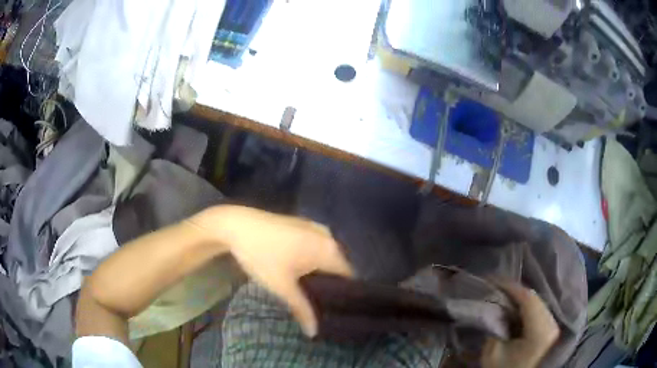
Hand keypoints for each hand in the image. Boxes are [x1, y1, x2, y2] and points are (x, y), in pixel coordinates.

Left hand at [190, 205, 352, 336]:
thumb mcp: (282, 287)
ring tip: (312, 292)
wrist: (236, 224)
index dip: (345, 294)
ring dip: (321, 272)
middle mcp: (328, 236)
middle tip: (323, 304)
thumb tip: (314, 333)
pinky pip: (316, 246)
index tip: (338, 310)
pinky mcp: (303, 224)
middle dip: (332, 285)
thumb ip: (302, 309)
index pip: (349, 276)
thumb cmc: (262, 256)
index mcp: (329, 249)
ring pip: (326, 256)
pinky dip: (313, 259)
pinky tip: (300, 271)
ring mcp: (315, 227)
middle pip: (338, 266)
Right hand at [481, 283, 559, 367]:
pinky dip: (527, 305)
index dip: (511, 287)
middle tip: (497, 286)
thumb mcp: (493, 352)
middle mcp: (552, 324)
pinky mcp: (551, 327)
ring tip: (504, 294)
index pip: (528, 300)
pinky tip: (516, 306)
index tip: (494, 280)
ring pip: (538, 301)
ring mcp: (554, 325)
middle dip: (515, 290)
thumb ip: (496, 326)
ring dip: (521, 297)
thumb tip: (496, 306)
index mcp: (539, 332)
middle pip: (535, 298)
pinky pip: (540, 309)